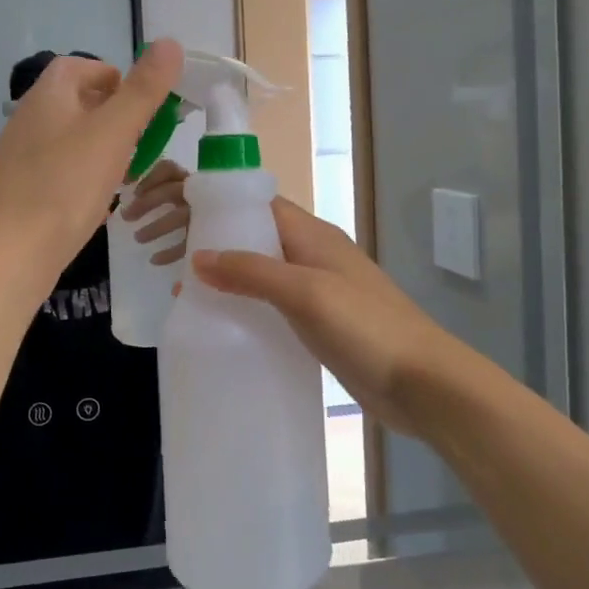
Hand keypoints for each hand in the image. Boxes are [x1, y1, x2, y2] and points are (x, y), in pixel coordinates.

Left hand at [0, 40, 184, 286]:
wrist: (12, 253)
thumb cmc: (66, 185)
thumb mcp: (114, 131)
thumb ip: (144, 89)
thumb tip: (171, 42)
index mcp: (48, 95)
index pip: (81, 66)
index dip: (115, 77)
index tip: (141, 104)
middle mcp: (28, 118)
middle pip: (76, 102)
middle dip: (113, 115)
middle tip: (140, 140)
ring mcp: (20, 156)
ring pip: (70, 138)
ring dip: (100, 147)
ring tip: (125, 172)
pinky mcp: (20, 189)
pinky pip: (59, 169)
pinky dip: (82, 175)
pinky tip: (97, 200)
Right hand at [191, 198, 454, 437]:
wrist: (422, 383)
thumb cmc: (366, 327)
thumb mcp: (306, 293)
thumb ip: (252, 272)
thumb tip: (197, 256)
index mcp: (312, 235)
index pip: (258, 204)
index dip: (218, 205)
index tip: (176, 216)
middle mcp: (312, 255)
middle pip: (255, 236)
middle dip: (214, 242)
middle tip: (166, 258)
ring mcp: (317, 289)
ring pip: (261, 271)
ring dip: (225, 276)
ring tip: (182, 290)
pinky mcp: (318, 322)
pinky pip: (272, 303)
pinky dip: (244, 305)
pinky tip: (220, 322)